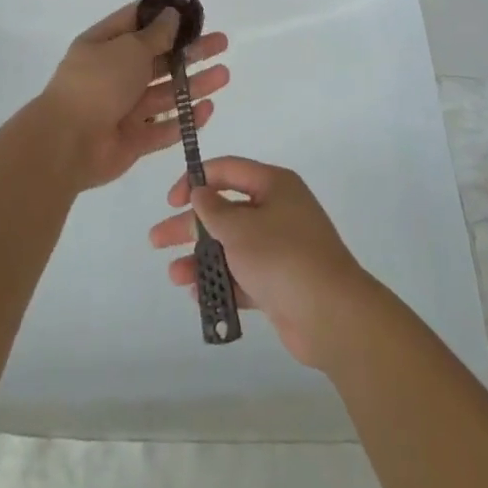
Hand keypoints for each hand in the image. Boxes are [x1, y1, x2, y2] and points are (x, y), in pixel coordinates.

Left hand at [36, 0, 229, 191]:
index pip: (137, 23)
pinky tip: (209, 109)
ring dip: (194, 83)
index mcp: (104, 45)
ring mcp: (123, 108)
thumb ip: (155, 35)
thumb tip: (172, 14)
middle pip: (158, 59)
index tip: (193, 13)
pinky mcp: (132, 140)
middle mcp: (114, 73)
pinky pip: (163, 127)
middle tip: (221, 43)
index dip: (164, 16)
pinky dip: (185, 119)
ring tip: (224, 74)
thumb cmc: (97, 83)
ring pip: (165, 93)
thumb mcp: (129, 48)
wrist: (67, 143)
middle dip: (190, 51)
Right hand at [149, 157, 370, 367]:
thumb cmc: (283, 257)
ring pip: (231, 247)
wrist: (332, 316)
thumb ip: (214, 210)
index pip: (228, 170)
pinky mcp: (279, 283)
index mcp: (273, 185)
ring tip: (173, 275)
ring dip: (202, 258)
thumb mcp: (241, 227)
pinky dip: (221, 283)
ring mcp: (279, 249)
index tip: (172, 200)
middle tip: (156, 239)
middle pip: (225, 211)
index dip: (197, 180)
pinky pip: (242, 276)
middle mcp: (277, 211)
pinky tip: (197, 294)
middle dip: (190, 226)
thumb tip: (201, 192)